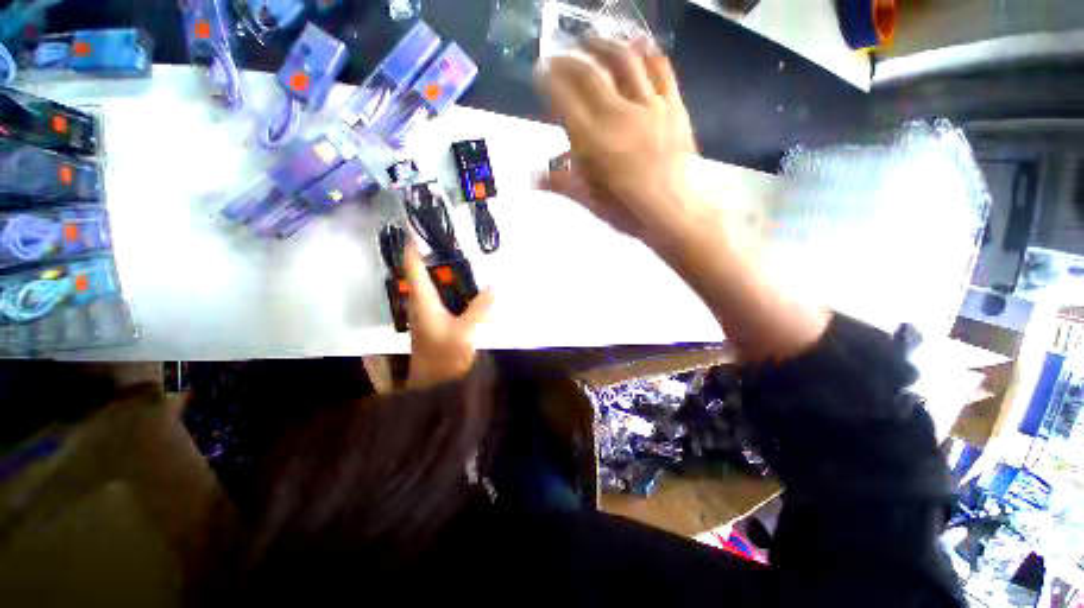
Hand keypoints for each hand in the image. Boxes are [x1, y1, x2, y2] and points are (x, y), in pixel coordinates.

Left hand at [404, 241, 494, 389]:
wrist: (434, 386)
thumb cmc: (444, 357)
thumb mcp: (465, 332)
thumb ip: (481, 307)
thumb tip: (496, 283)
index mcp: (423, 301)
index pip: (414, 267)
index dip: (414, 246)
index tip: (419, 226)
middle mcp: (422, 303)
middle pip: (422, 272)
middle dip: (432, 254)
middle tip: (452, 238)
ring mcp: (428, 313)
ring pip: (433, 284)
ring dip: (443, 270)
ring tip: (462, 256)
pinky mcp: (436, 321)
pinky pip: (442, 296)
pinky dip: (452, 286)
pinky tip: (468, 286)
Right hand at [536, 38, 704, 246]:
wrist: (675, 212)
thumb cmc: (628, 211)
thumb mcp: (590, 201)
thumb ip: (561, 183)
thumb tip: (532, 179)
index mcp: (592, 140)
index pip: (563, 96)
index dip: (548, 78)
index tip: (540, 72)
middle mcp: (617, 113)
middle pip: (588, 72)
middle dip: (568, 59)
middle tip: (559, 57)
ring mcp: (648, 105)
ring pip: (623, 60)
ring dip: (603, 45)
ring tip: (591, 40)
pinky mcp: (672, 104)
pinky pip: (660, 68)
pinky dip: (646, 52)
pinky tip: (637, 45)